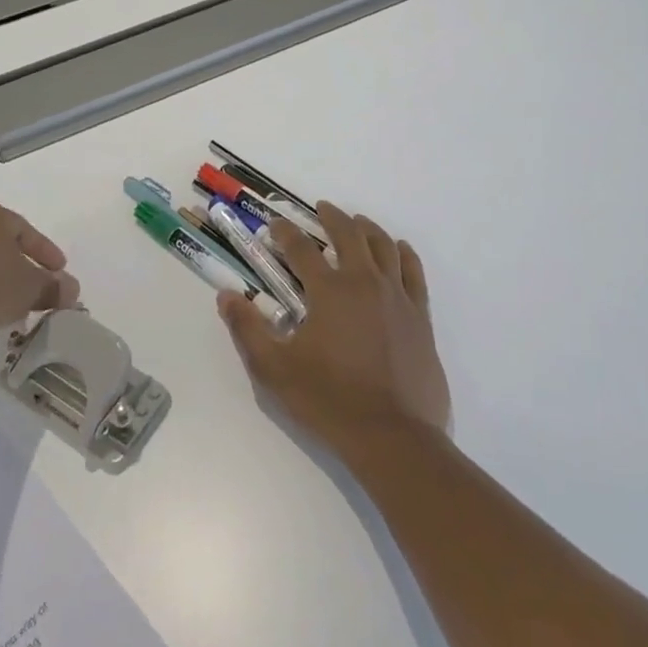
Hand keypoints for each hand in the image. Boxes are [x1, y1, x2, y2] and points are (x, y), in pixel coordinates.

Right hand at [218, 201, 449, 458]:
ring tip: (357, 222)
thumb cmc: (330, 401)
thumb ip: (248, 329)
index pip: (301, 248)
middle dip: (331, 217)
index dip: (284, 232)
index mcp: (329, 291)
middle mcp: (364, 282)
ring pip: (383, 246)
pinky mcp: (421, 316)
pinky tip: (399, 248)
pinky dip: (405, 254)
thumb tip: (227, 296)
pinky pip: (414, 272)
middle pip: (348, 234)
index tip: (273, 226)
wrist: (395, 437)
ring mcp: (397, 297)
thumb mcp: (275, 370)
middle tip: (321, 209)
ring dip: (367, 228)